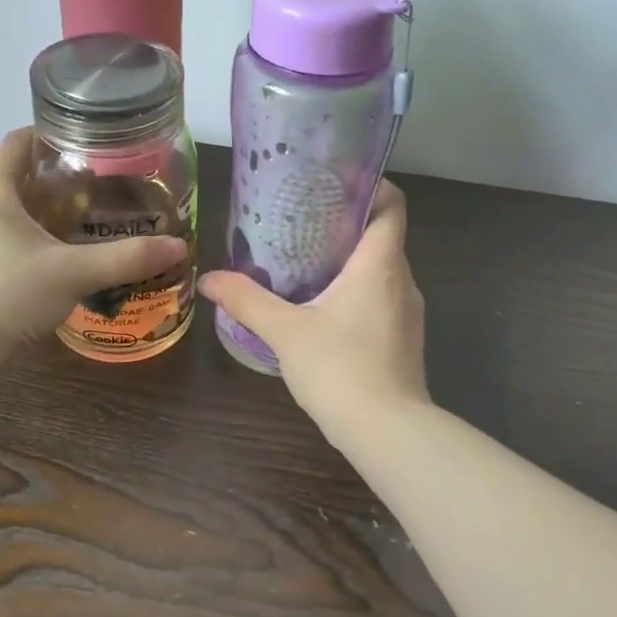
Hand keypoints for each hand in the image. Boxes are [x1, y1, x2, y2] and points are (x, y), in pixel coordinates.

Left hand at [0, 129, 186, 371]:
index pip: (18, 142)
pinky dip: (38, 245)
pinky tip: (66, 262)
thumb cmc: (4, 293)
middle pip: (20, 178)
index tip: (90, 141)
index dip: (51, 133)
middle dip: (60, 178)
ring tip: (92, 222)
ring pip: (15, 215)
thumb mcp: (72, 272)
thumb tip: (177, 246)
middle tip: (105, 186)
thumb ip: (125, 258)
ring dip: (49, 214)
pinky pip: (10, 245)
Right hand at [197, 181, 430, 442]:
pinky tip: (324, 310)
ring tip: (307, 263)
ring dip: (351, 262)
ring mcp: (409, 314)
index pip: (392, 204)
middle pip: (383, 236)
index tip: (334, 183)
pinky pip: (382, 299)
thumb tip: (208, 279)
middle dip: (346, 225)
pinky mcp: (405, 341)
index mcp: (380, 264)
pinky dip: (357, 292)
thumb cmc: (340, 368)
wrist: (388, 433)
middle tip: (303, 222)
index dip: (370, 185)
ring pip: (382, 271)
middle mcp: (403, 281)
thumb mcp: (285, 331)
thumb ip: (247, 300)